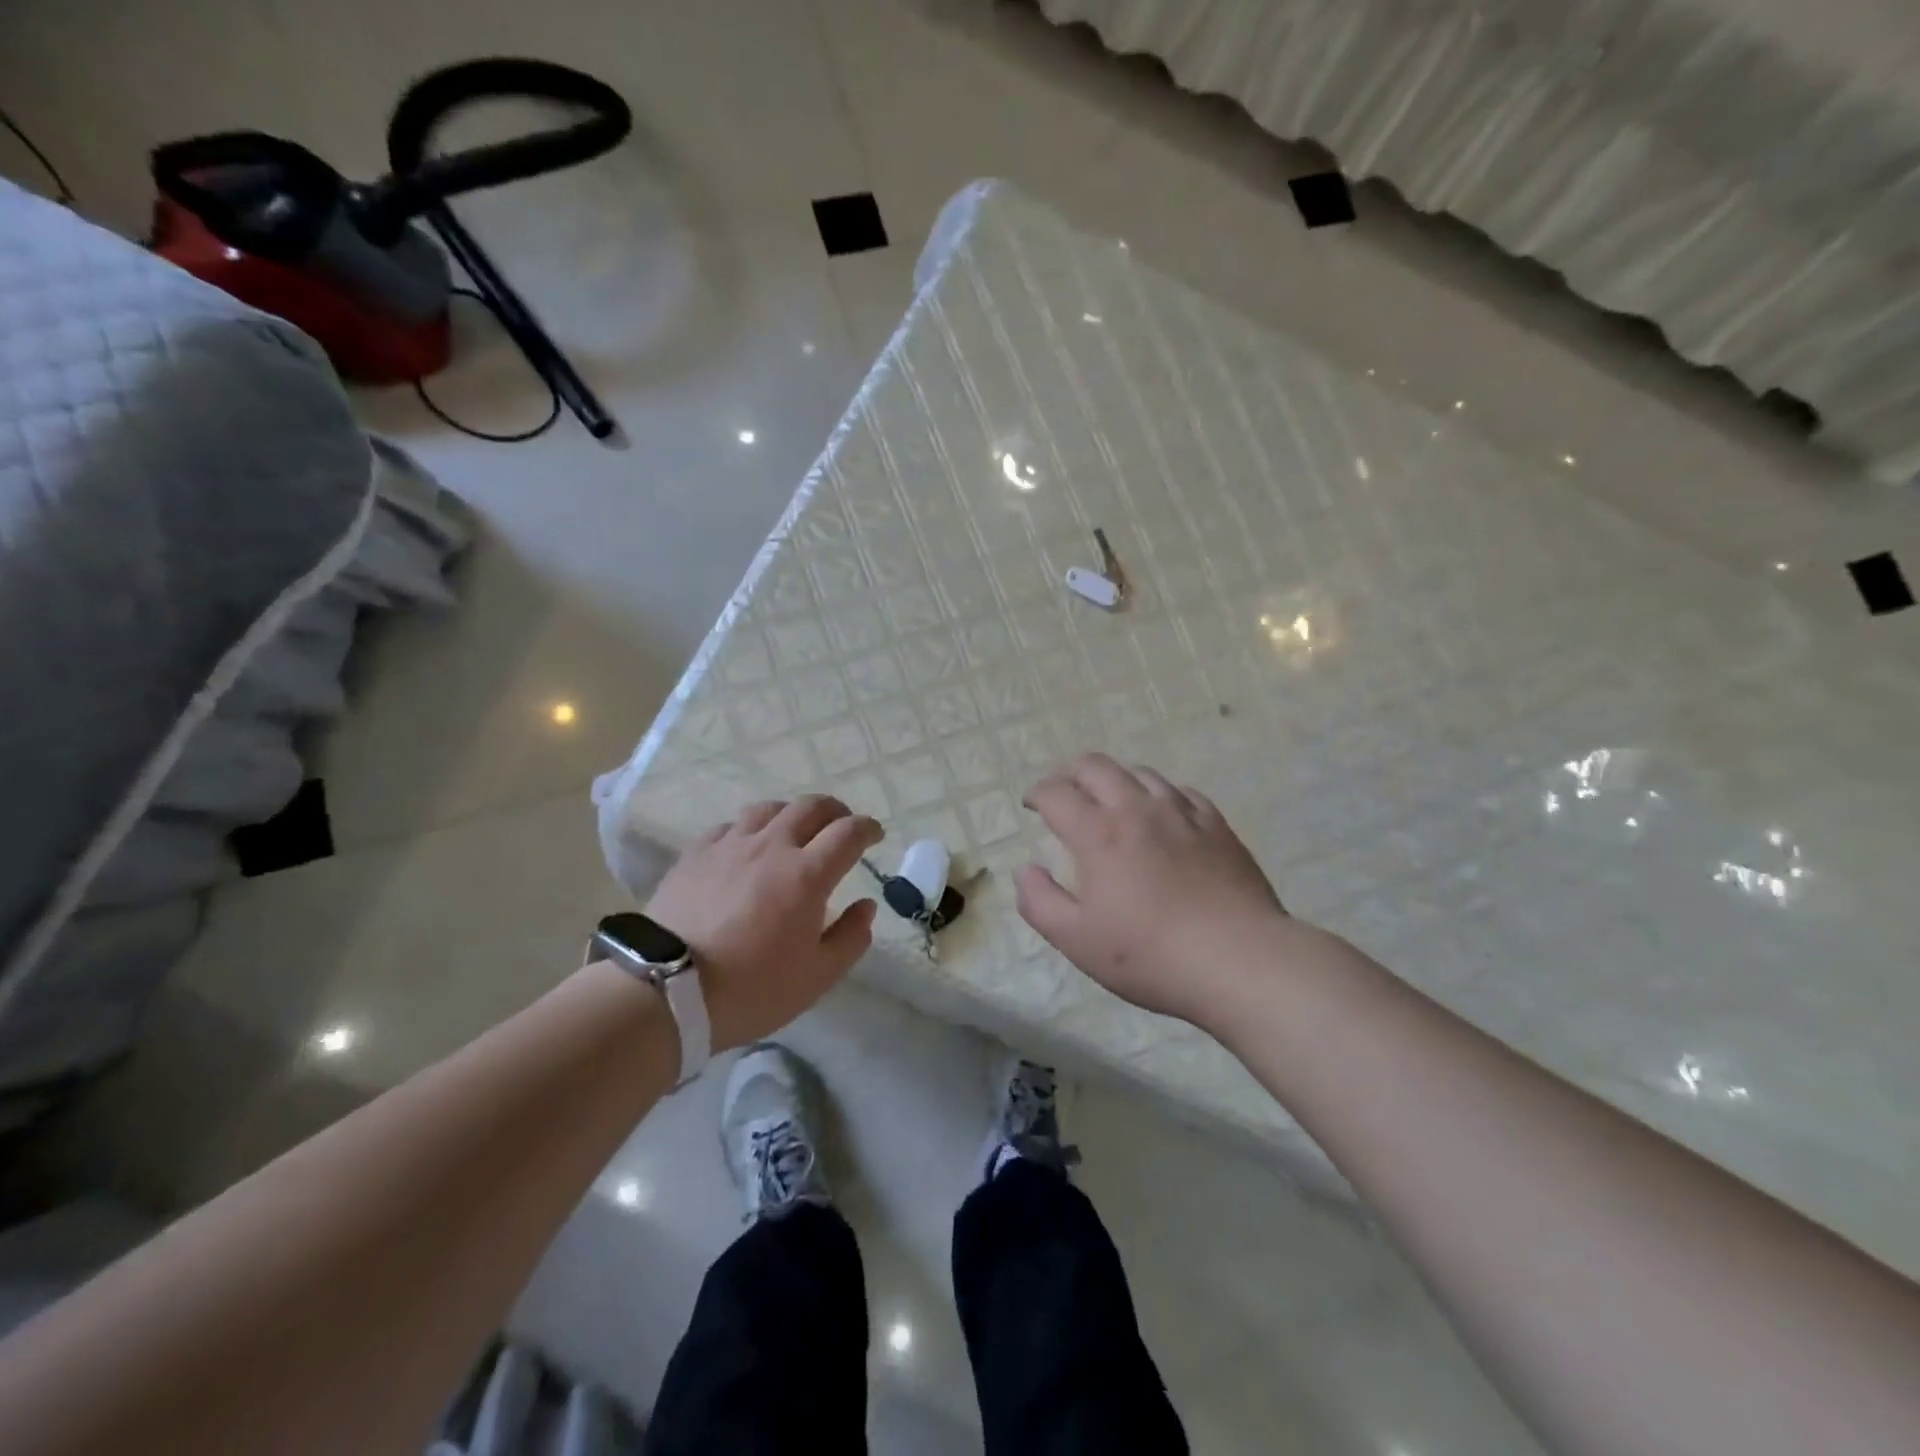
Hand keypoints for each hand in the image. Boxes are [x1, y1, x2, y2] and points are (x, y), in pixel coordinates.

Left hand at [645, 796, 882, 1051]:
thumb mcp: (817, 977)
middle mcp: (772, 847)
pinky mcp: (696, 853)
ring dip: (792, 814)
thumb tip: (866, 906)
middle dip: (835, 811)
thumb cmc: (752, 989)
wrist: (667, 991)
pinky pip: (730, 826)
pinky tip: (746, 847)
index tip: (875, 835)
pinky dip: (750, 829)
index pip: (848, 833)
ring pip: (769, 808)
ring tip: (794, 831)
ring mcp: (730, 845)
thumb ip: (850, 938)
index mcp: (807, 874)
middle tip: (840, 826)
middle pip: (811, 807)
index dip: (867, 828)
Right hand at [1016, 754, 1290, 1027]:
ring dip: (1115, 780)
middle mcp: (1137, 809)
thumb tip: (1026, 869)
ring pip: (1140, 773)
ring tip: (1110, 802)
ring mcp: (1181, 813)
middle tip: (1063, 792)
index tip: (1032, 805)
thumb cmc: (1149, 955)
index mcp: (1098, 834)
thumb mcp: (1076, 940)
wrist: (1240, 961)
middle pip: (1096, 766)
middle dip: (1070, 773)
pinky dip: (1158, 795)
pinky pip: (1181, 792)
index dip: (1037, 793)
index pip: (1056, 793)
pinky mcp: (1216, 825)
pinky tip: (1161, 815)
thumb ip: (1039, 901)